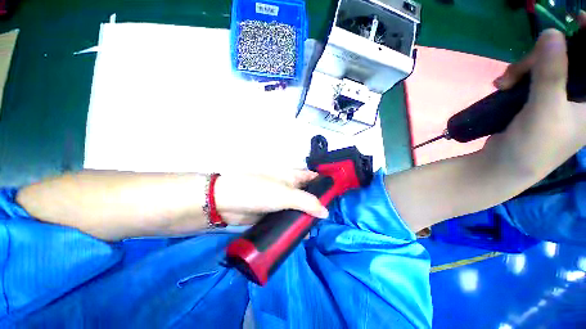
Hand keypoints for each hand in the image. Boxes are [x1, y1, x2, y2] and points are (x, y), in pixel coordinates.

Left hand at [214, 170, 329, 224]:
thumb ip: (307, 202)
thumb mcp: (285, 194)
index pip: (313, 178)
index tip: (337, 196)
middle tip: (329, 218)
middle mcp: (289, 188)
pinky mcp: (274, 213)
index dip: (325, 184)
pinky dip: (295, 224)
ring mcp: (281, 201)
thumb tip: (326, 212)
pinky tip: (302, 234)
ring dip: (307, 217)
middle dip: (318, 204)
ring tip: (318, 229)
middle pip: (308, 194)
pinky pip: (289, 218)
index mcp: (292, 177)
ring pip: (299, 208)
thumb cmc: (259, 191)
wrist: (228, 203)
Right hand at [493, 12, 585, 145]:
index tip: (577, 22)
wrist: (504, 164)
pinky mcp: (540, 98)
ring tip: (504, 82)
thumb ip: (552, 73)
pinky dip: (517, 76)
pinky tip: (503, 85)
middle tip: (519, 69)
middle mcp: (579, 96)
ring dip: (524, 68)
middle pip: (569, 59)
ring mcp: (558, 96)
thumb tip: (552, 34)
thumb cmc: (533, 145)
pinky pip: (532, 75)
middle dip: (542, 57)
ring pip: (547, 64)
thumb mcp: (545, 110)